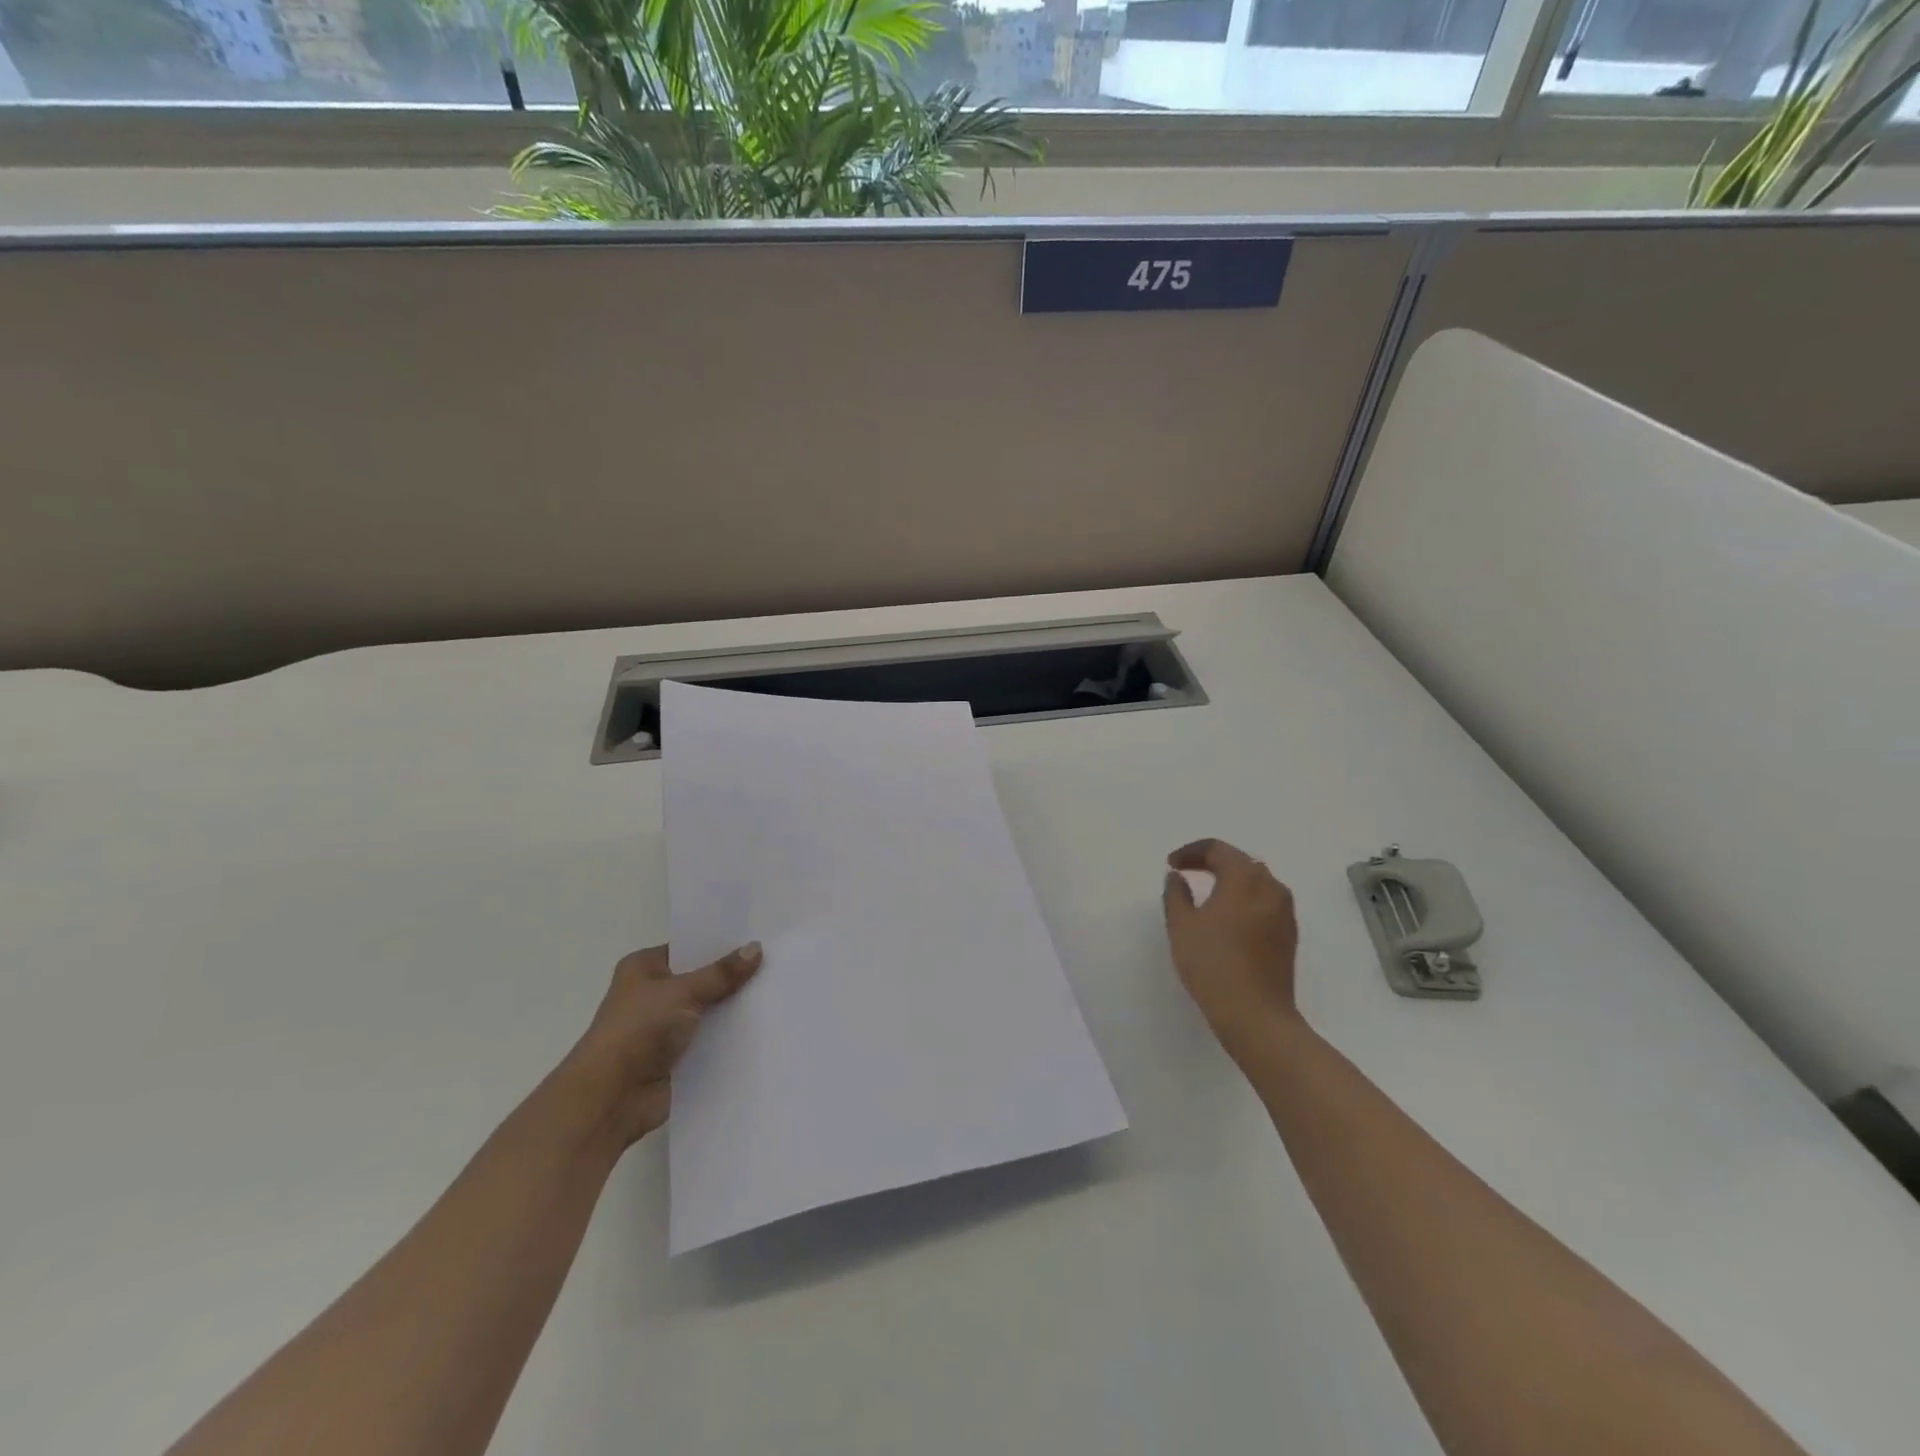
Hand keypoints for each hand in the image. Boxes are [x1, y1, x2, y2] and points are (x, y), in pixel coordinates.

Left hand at [563, 943, 762, 1149]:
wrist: (610, 1098)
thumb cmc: (638, 1030)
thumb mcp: (684, 992)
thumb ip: (722, 973)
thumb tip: (756, 947)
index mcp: (644, 967)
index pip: (690, 947)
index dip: (721, 943)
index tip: (758, 937)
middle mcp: (652, 993)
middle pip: (701, 978)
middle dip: (732, 976)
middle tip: (775, 962)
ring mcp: (663, 1027)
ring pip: (708, 1009)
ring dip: (733, 1007)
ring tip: (777, 992)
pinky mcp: (676, 1057)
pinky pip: (709, 1038)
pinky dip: (729, 1035)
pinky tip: (763, 1025)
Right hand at [1163, 839, 1301, 1066]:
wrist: (1255, 1015)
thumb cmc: (1213, 964)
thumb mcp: (1182, 926)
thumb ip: (1176, 894)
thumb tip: (1177, 877)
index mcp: (1244, 878)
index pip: (1218, 849)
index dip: (1191, 852)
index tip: (1171, 865)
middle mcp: (1271, 887)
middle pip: (1241, 861)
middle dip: (1212, 861)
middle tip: (1187, 871)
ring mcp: (1285, 912)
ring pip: (1257, 881)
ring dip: (1231, 879)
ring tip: (1207, 892)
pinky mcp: (1289, 934)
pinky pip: (1265, 901)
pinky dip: (1245, 898)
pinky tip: (1228, 916)